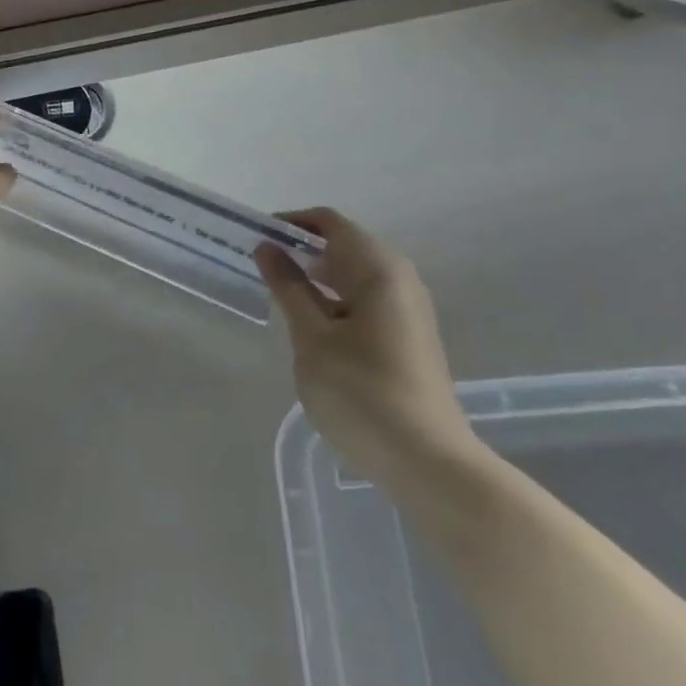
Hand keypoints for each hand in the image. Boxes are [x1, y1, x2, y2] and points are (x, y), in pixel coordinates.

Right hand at [256, 209, 477, 487]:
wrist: (429, 463)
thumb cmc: (362, 394)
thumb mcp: (312, 339)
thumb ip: (289, 288)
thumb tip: (267, 247)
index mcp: (379, 268)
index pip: (330, 222)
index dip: (291, 223)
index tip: (257, 238)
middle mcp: (400, 278)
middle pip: (345, 245)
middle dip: (303, 251)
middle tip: (262, 268)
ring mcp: (409, 309)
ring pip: (356, 275)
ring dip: (319, 278)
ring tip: (282, 297)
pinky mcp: (410, 337)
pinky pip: (367, 300)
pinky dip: (337, 300)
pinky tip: (314, 328)